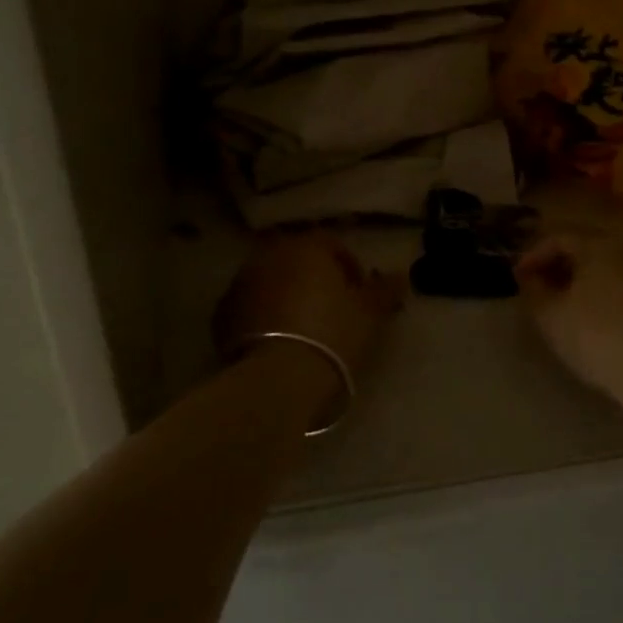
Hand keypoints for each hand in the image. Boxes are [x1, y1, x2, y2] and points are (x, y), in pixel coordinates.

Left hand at [214, 232, 404, 379]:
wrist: (278, 378)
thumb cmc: (332, 335)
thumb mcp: (369, 314)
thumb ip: (384, 289)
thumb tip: (400, 275)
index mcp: (306, 247)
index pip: (331, 243)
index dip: (349, 266)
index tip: (359, 293)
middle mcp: (270, 256)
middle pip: (297, 259)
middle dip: (313, 276)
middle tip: (330, 307)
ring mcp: (241, 283)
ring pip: (270, 280)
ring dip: (285, 293)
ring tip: (302, 325)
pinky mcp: (222, 314)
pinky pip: (250, 306)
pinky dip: (262, 315)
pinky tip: (276, 340)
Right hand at [514, 232, 622, 403]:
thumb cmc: (597, 337)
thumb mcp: (551, 316)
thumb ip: (533, 290)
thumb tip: (530, 278)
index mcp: (601, 243)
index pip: (559, 237)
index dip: (533, 256)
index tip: (518, 278)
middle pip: (587, 246)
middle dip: (559, 264)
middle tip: (539, 287)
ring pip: (610, 263)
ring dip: (584, 276)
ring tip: (565, 302)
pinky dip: (607, 288)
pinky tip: (597, 313)